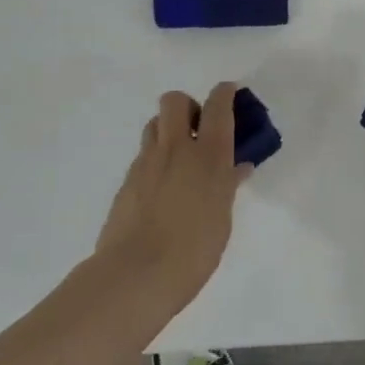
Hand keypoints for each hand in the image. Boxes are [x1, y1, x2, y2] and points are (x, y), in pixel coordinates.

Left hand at [96, 84, 250, 309]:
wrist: (136, 273)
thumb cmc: (194, 249)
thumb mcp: (222, 218)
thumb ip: (227, 186)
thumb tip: (237, 168)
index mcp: (209, 155)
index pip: (218, 106)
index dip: (224, 93)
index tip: (229, 92)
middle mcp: (176, 148)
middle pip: (175, 100)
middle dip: (188, 106)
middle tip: (198, 130)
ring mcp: (147, 162)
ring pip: (154, 124)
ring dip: (168, 130)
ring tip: (179, 158)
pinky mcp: (127, 180)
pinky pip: (143, 155)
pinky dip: (155, 159)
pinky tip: (162, 187)